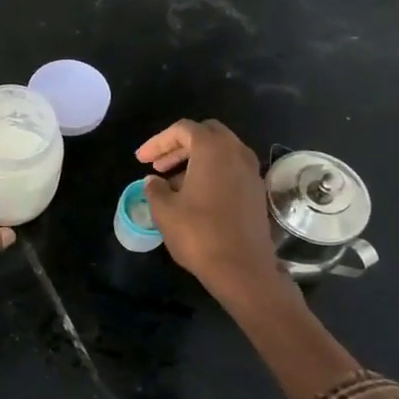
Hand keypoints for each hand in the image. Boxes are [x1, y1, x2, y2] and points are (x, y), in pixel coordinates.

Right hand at [136, 119, 283, 301]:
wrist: (242, 268)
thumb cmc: (199, 234)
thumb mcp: (165, 211)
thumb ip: (155, 189)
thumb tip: (153, 181)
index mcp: (213, 149)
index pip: (183, 129)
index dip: (158, 142)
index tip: (141, 160)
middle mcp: (237, 153)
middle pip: (206, 134)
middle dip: (179, 145)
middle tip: (159, 164)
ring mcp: (251, 172)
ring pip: (221, 152)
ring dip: (196, 159)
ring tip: (172, 182)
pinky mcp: (257, 191)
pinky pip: (231, 169)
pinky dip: (211, 172)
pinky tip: (195, 195)